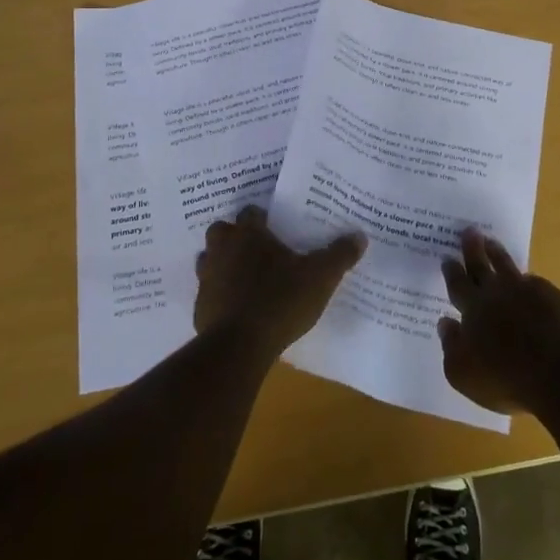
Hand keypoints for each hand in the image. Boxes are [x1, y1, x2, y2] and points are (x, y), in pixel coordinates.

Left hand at [195, 206, 366, 359]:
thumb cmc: (280, 301)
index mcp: (249, 235)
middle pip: (223, 231)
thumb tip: (359, 236)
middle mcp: (223, 249)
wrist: (238, 347)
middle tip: (257, 250)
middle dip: (235, 236)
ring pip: (209, 260)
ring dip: (223, 264)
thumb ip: (339, 255)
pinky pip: (208, 292)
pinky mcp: (200, 307)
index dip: (262, 218)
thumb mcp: (320, 278)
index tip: (275, 227)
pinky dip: (219, 295)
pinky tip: (236, 308)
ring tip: (245, 277)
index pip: (251, 212)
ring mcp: (207, 278)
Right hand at [439, 229, 559, 414]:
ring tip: (493, 243)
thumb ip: (451, 346)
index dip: (452, 270)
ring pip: (509, 267)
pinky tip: (532, 286)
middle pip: (482, 265)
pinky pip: (538, 285)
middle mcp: (499, 292)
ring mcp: (530, 291)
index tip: (447, 257)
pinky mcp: (557, 298)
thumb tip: (445, 322)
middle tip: (469, 231)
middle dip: (473, 248)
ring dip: (499, 254)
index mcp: (474, 308)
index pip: (458, 284)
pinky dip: (530, 284)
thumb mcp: (464, 374)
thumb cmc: (506, 378)